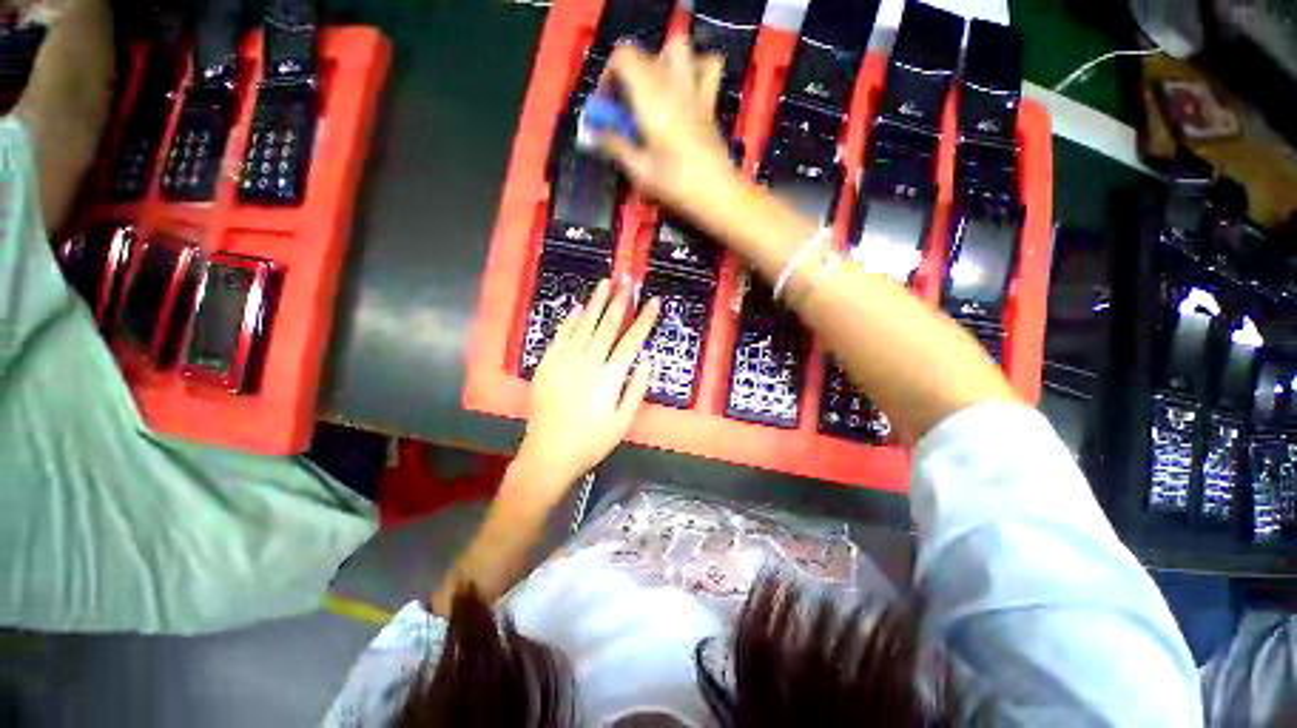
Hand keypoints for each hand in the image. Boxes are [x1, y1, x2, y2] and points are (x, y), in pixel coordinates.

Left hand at [516, 276, 660, 492]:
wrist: (548, 455)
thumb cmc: (591, 442)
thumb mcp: (622, 422)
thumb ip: (636, 389)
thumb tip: (648, 360)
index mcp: (609, 378)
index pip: (631, 341)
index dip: (644, 320)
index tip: (653, 301)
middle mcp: (587, 364)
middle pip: (606, 326)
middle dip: (619, 301)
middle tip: (626, 279)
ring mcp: (564, 362)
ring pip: (583, 326)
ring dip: (595, 303)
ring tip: (605, 283)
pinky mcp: (546, 366)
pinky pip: (559, 338)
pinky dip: (569, 321)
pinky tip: (578, 307)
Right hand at [599, 38, 738, 222]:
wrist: (716, 194)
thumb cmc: (675, 184)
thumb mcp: (638, 170)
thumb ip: (614, 145)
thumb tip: (594, 133)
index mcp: (650, 97)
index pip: (623, 56)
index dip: (608, 76)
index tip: (606, 108)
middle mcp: (672, 84)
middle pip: (644, 54)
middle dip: (628, 74)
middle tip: (627, 106)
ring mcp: (695, 90)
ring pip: (677, 49)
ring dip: (660, 63)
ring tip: (654, 92)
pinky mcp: (710, 103)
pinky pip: (709, 67)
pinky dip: (696, 68)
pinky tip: (687, 89)